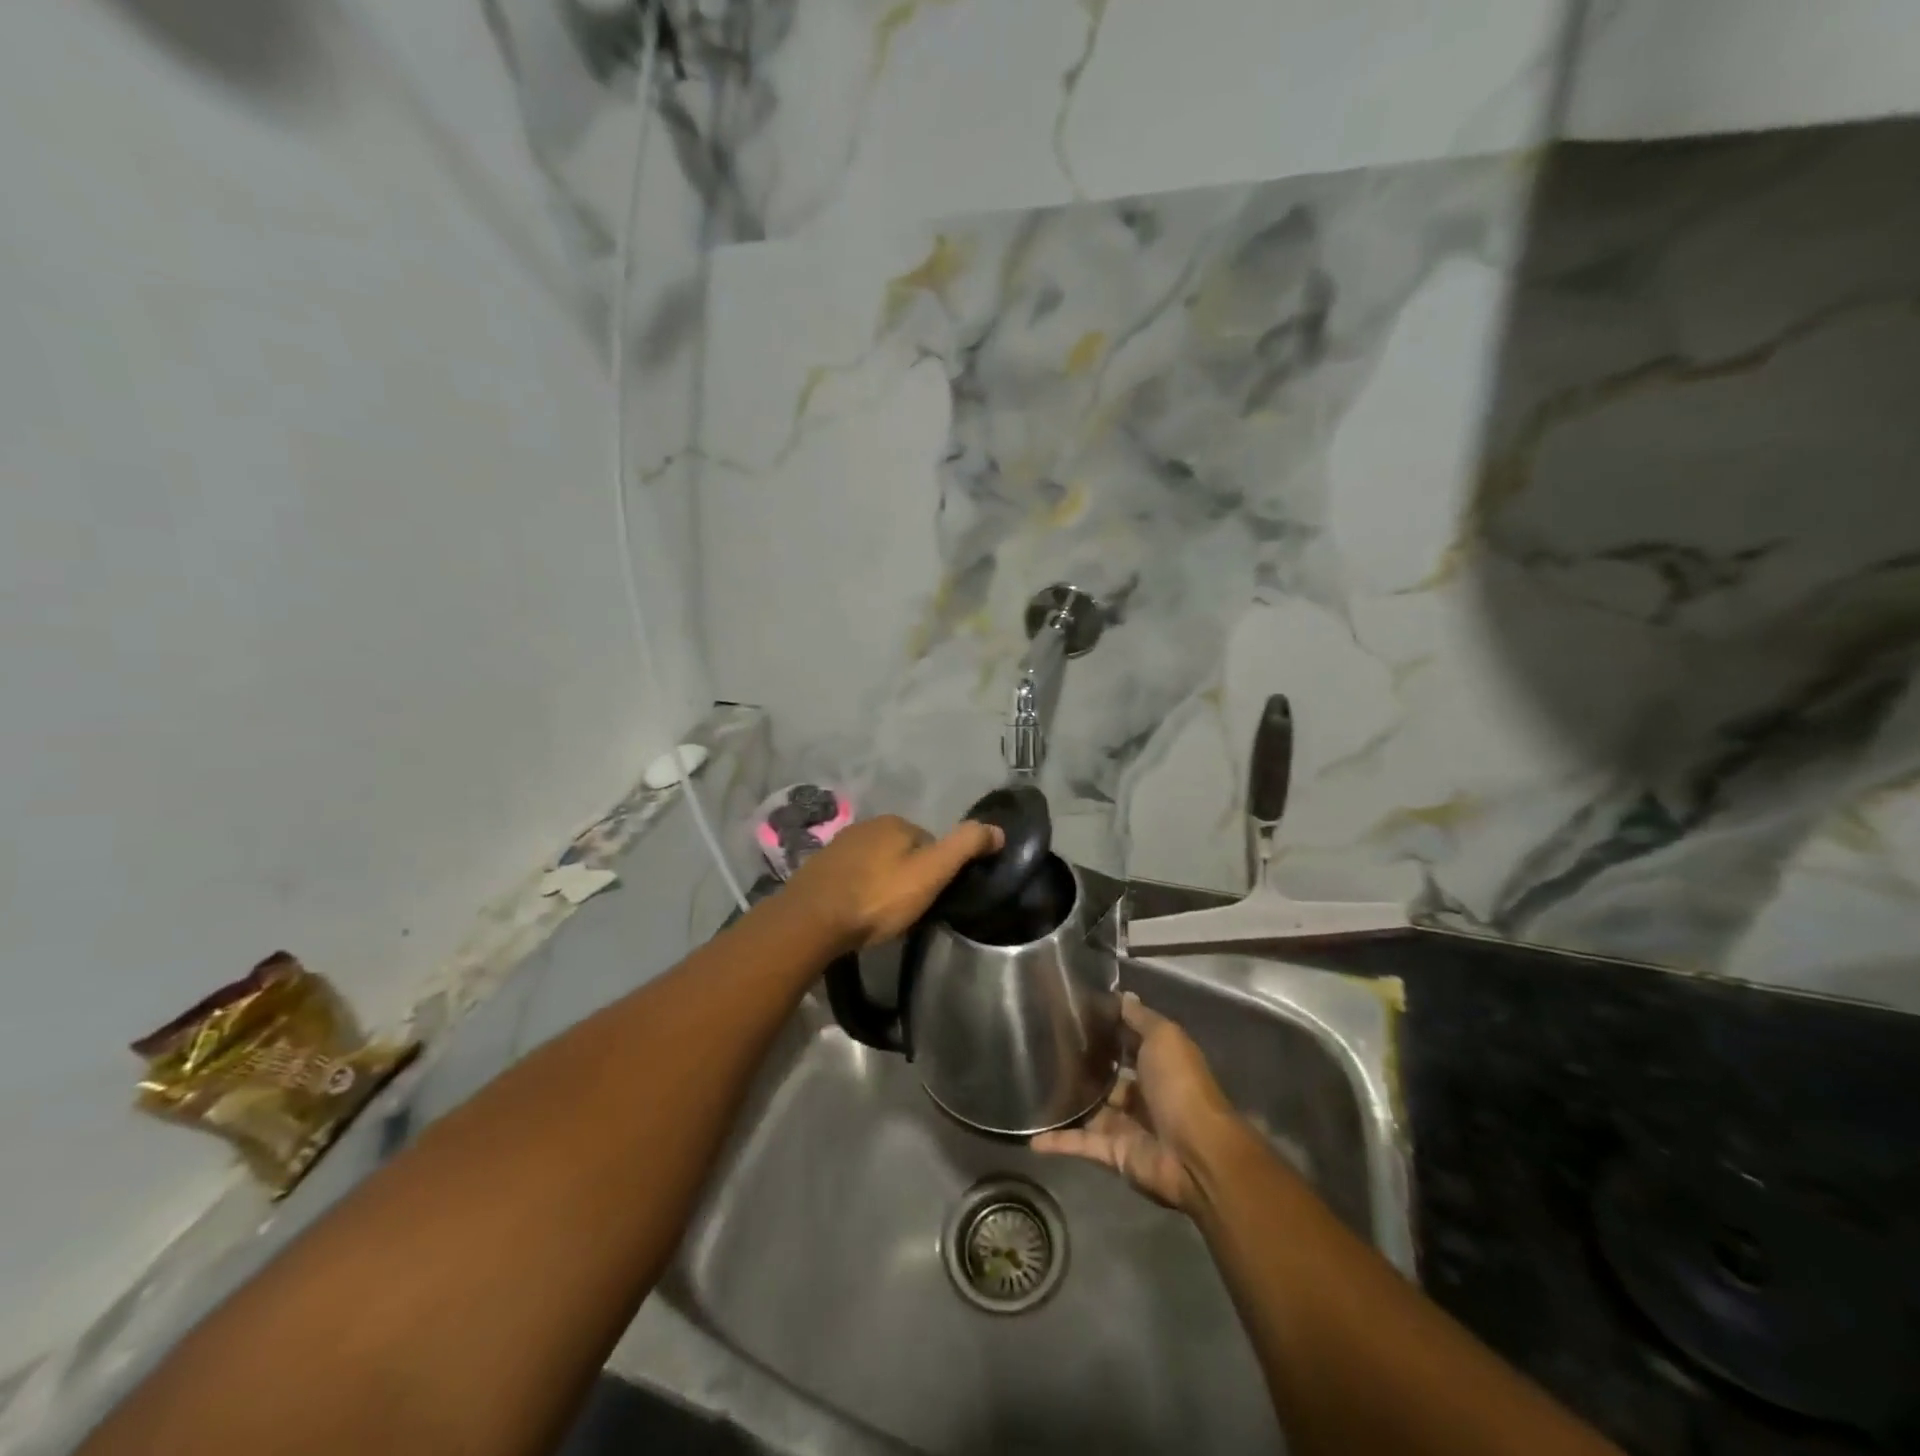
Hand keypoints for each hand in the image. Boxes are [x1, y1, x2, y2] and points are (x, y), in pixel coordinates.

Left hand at [781, 814, 1003, 953]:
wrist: (812, 920)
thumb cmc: (878, 897)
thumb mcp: (931, 873)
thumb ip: (965, 848)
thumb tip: (998, 828)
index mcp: (896, 823)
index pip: (930, 843)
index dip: (936, 871)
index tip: (932, 898)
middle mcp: (866, 825)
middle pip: (901, 852)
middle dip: (907, 876)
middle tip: (907, 910)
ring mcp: (839, 845)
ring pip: (874, 863)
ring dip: (881, 883)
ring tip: (882, 915)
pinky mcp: (819, 868)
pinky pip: (851, 876)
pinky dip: (858, 890)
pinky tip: (857, 913)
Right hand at [1032, 992, 1240, 1214]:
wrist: (1195, 1153)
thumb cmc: (1179, 1085)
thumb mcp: (1164, 1038)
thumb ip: (1140, 1018)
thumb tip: (1123, 994)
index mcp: (1158, 1064)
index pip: (1128, 1042)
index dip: (1106, 1028)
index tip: (1073, 1012)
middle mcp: (1143, 1094)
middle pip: (1108, 1077)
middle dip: (1084, 1066)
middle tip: (1044, 1047)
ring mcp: (1127, 1125)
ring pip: (1091, 1110)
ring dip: (1068, 1102)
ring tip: (1031, 1086)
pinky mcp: (1114, 1153)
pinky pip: (1081, 1144)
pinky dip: (1058, 1142)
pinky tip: (1030, 1137)